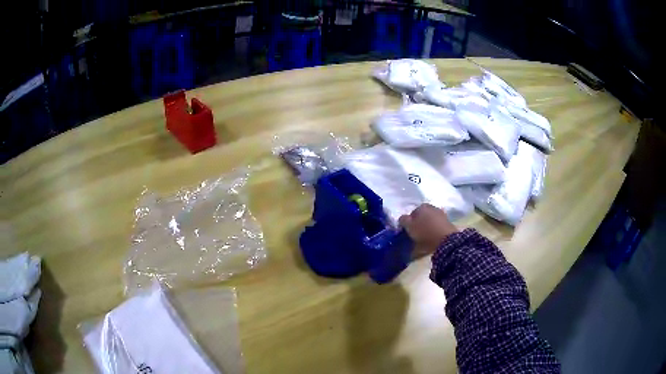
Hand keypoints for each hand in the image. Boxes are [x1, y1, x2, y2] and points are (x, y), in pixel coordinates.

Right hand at [399, 204, 457, 256]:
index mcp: (422, 206)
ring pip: (429, 221)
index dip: (408, 223)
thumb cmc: (425, 232)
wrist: (446, 240)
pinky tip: (432, 239)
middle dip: (418, 224)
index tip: (408, 232)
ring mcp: (441, 215)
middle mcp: (432, 207)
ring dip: (426, 228)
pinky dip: (433, 231)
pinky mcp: (448, 223)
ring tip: (423, 239)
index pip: (411, 213)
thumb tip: (402, 218)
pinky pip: (436, 227)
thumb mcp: (409, 226)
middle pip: (421, 216)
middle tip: (415, 235)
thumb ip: (403, 220)